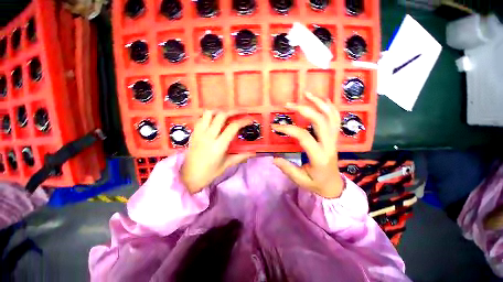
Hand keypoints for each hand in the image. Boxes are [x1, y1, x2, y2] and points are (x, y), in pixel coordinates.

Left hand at [181, 111, 254, 193]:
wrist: (188, 176)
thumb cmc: (209, 172)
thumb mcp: (227, 164)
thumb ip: (240, 156)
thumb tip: (253, 153)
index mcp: (219, 145)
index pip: (233, 127)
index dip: (243, 121)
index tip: (250, 120)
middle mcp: (209, 136)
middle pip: (221, 116)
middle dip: (233, 111)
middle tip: (240, 113)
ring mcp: (199, 133)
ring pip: (209, 113)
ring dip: (219, 111)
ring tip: (226, 115)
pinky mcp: (193, 133)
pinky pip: (201, 118)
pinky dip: (209, 116)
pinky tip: (214, 120)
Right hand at [271, 92, 343, 197]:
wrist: (334, 186)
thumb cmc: (316, 183)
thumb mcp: (300, 180)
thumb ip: (288, 169)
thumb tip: (274, 158)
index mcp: (319, 156)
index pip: (304, 136)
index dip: (288, 129)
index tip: (275, 126)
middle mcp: (329, 145)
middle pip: (320, 121)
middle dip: (304, 109)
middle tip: (289, 104)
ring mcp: (334, 140)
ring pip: (331, 117)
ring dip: (319, 103)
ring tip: (307, 94)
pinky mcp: (334, 138)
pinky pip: (335, 119)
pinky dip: (330, 107)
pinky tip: (322, 99)